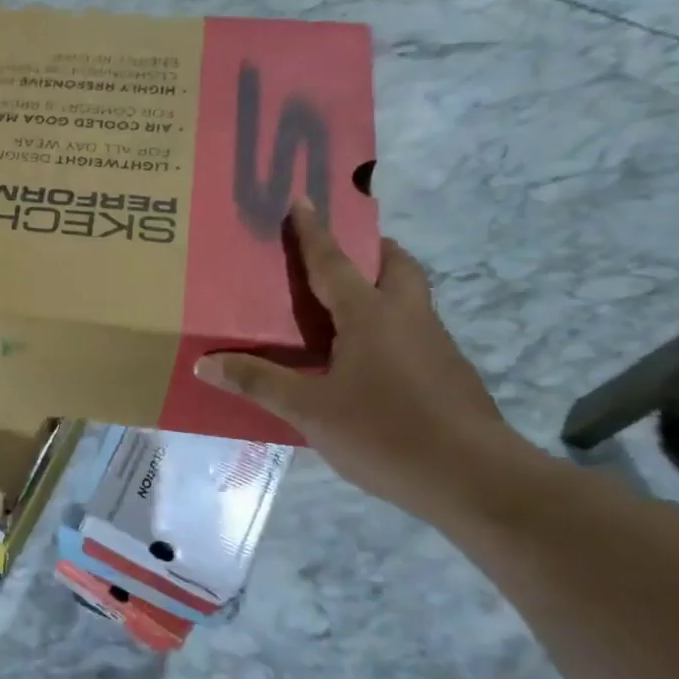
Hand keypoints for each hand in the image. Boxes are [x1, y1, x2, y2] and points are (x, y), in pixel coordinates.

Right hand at [195, 198, 524, 519]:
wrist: (473, 478)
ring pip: (410, 299)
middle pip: (396, 266)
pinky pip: (414, 332)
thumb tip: (206, 363)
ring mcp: (436, 345)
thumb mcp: (309, 410)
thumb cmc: (384, 432)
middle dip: (371, 251)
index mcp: (371, 316)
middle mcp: (409, 318)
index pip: (334, 263)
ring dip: (382, 289)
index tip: (303, 199)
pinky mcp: (449, 374)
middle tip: (342, 256)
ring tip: (345, 310)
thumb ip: (259, 382)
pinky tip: (367, 362)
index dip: (314, 233)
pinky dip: (389, 328)